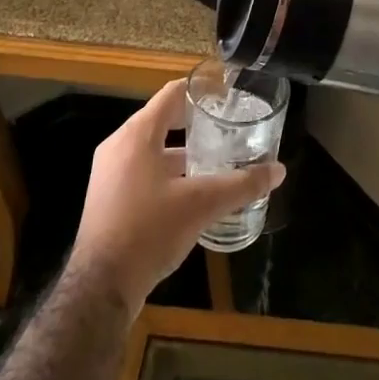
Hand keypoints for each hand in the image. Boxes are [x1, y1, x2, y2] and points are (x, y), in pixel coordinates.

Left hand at [66, 81, 285, 313]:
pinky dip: (166, 172)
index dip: (200, 91)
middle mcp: (118, 145)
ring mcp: (109, 173)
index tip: (227, 96)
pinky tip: (190, 192)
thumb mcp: (201, 205)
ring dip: (181, 151)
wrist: (100, 288)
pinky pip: (141, 171)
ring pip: (152, 149)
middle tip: (227, 128)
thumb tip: (278, 170)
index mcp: (137, 134)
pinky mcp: (107, 198)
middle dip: (194, 123)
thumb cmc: (149, 231)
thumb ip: (241, 185)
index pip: (171, 94)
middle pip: (162, 120)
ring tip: (215, 160)